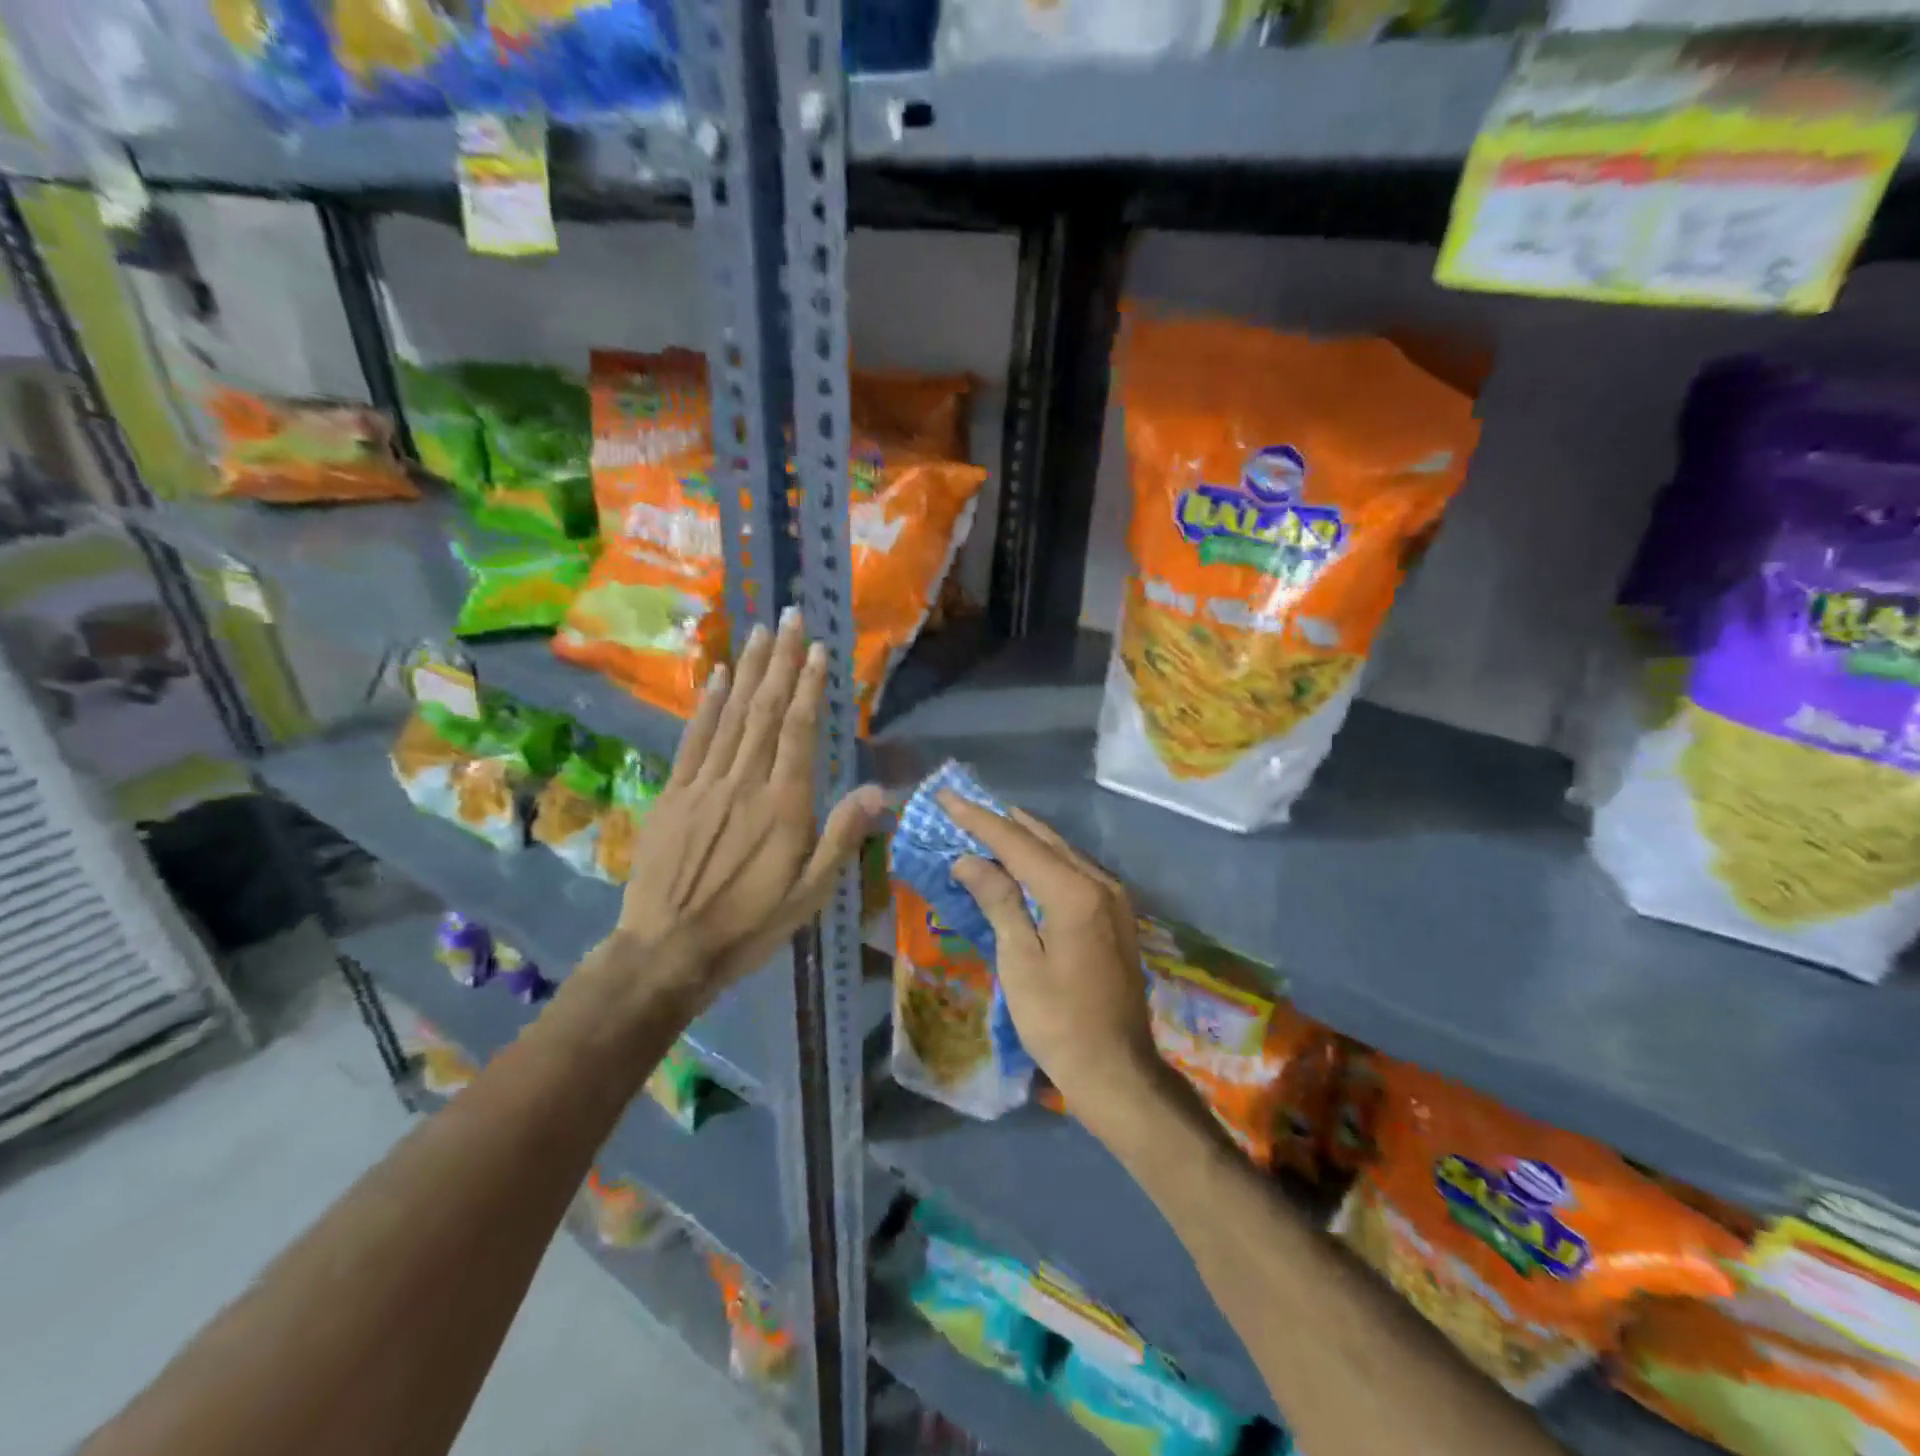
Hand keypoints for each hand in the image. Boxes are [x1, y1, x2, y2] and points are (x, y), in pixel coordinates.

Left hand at [605, 609, 884, 1005]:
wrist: (668, 950)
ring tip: (760, 631)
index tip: (818, 650)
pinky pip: (694, 739)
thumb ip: (842, 838)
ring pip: (732, 716)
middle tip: (790, 616)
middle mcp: (745, 783)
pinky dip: (708, 704)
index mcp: (783, 806)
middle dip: (781, 661)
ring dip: (749, 670)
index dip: (809, 687)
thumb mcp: (810, 894)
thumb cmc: (749, 925)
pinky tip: (719, 676)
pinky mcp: (673, 794)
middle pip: (765, 711)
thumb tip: (879, 790)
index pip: (799, 732)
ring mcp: (704, 784)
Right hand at [938, 793, 1157, 1118]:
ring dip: (1025, 838)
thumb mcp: (1020, 961)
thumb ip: (999, 901)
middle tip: (964, 806)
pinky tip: (1026, 860)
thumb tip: (969, 859)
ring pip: (1062, 852)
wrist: (1117, 1069)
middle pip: (1043, 839)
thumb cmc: (1059, 1021)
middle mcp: (1099, 883)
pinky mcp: (1115, 915)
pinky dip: (1045, 859)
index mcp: (1074, 892)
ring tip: (989, 824)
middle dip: (1001, 822)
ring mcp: (1113, 898)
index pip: (1017, 843)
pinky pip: (1075, 871)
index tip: (947, 796)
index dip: (978, 819)